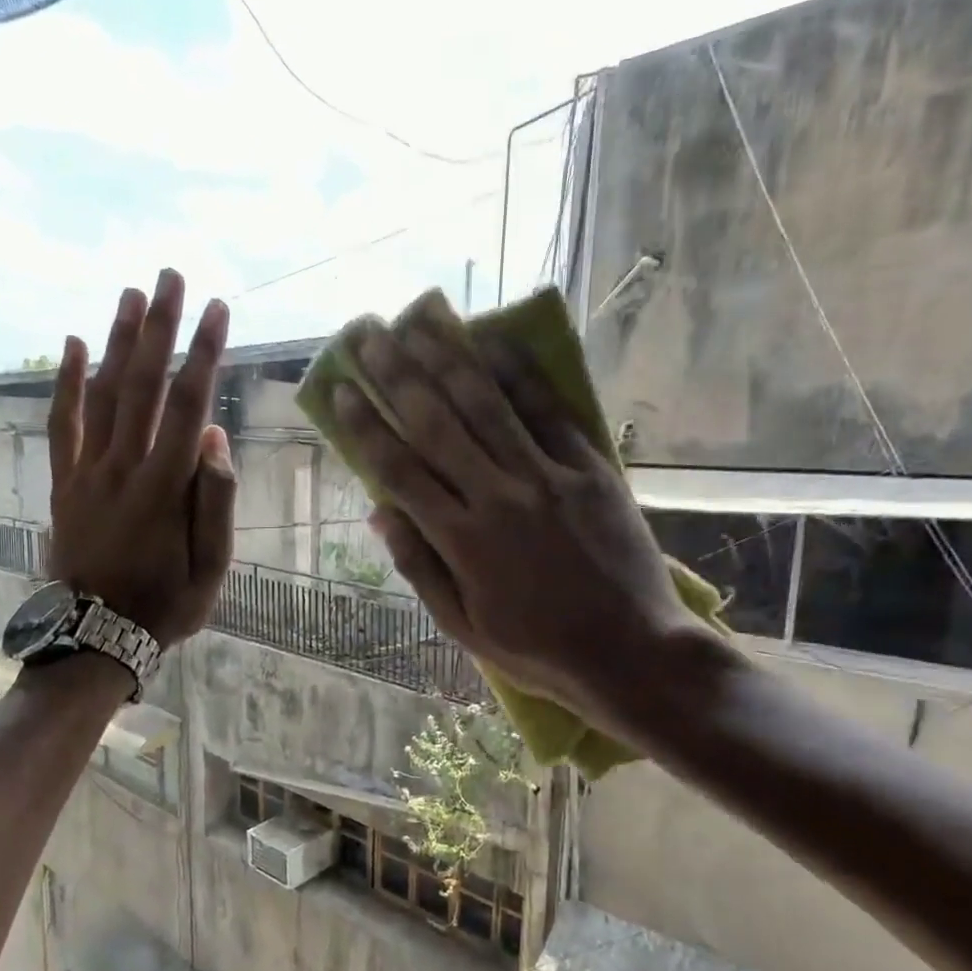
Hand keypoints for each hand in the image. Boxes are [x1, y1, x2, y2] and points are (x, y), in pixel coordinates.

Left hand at [47, 269, 235, 645]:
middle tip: (171, 277)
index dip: (205, 354)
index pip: (189, 406)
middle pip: (144, 385)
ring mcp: (88, 473)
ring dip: (118, 342)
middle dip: (160, 328)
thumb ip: (214, 502)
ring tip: (131, 295)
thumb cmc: (165, 605)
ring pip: (104, 395)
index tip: (218, 311)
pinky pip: (63, 425)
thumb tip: (214, 439)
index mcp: (165, 488)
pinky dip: (67, 384)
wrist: (95, 635)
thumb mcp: (210, 568)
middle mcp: (123, 467)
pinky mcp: (64, 483)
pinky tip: (74, 345)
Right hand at [330, 291, 715, 717]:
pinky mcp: (590, 468)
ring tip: (417, 320)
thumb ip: (420, 567)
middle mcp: (498, 497)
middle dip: (396, 374)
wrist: (631, 650)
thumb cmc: (537, 648)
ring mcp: (548, 477)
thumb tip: (380, 513)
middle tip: (367, 333)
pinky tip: (494, 340)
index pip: (400, 470)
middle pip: (436, 423)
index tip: (340, 389)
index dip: (365, 427)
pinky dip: (519, 372)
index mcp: (462, 542)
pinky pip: (549, 411)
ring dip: (448, 357)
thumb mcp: (463, 625)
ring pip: (488, 405)